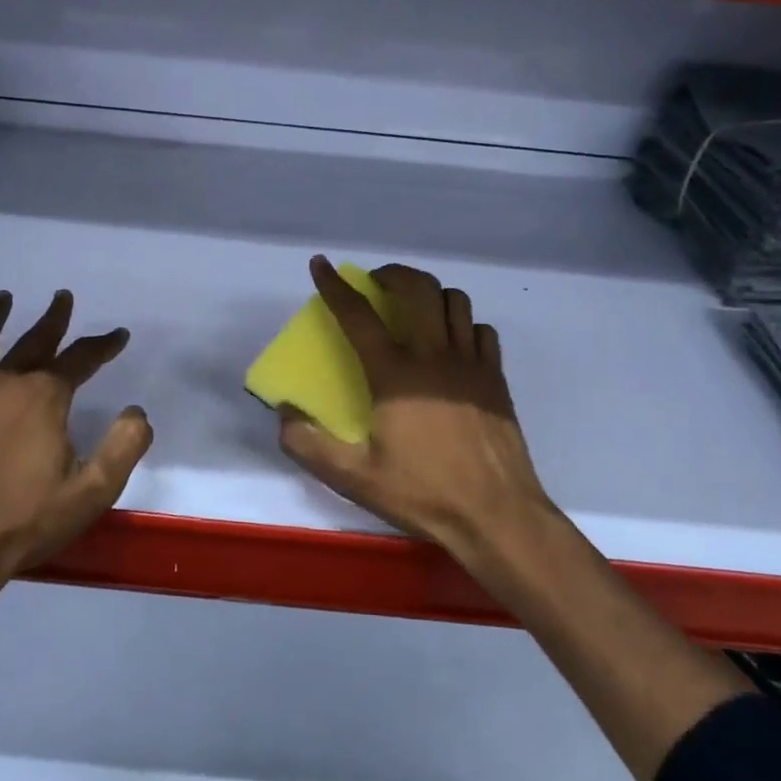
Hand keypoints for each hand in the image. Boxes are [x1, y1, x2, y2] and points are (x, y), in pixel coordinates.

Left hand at [0, 290, 152, 578]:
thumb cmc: (28, 521)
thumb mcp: (93, 491)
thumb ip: (124, 446)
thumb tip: (137, 412)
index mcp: (44, 397)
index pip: (81, 359)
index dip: (103, 345)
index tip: (118, 335)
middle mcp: (6, 383)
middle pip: (35, 341)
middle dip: (54, 318)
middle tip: (62, 297)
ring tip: (3, 297)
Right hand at [279, 256, 555, 560]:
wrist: (497, 516)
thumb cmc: (423, 493)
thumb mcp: (354, 479)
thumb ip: (309, 445)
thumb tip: (283, 413)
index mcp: (395, 374)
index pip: (359, 315)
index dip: (335, 286)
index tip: (321, 264)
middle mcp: (434, 355)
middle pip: (418, 288)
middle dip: (393, 273)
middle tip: (376, 283)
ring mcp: (471, 363)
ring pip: (455, 301)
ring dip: (430, 294)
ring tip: (415, 309)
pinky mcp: (495, 378)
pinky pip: (481, 329)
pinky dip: (463, 324)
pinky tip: (453, 343)